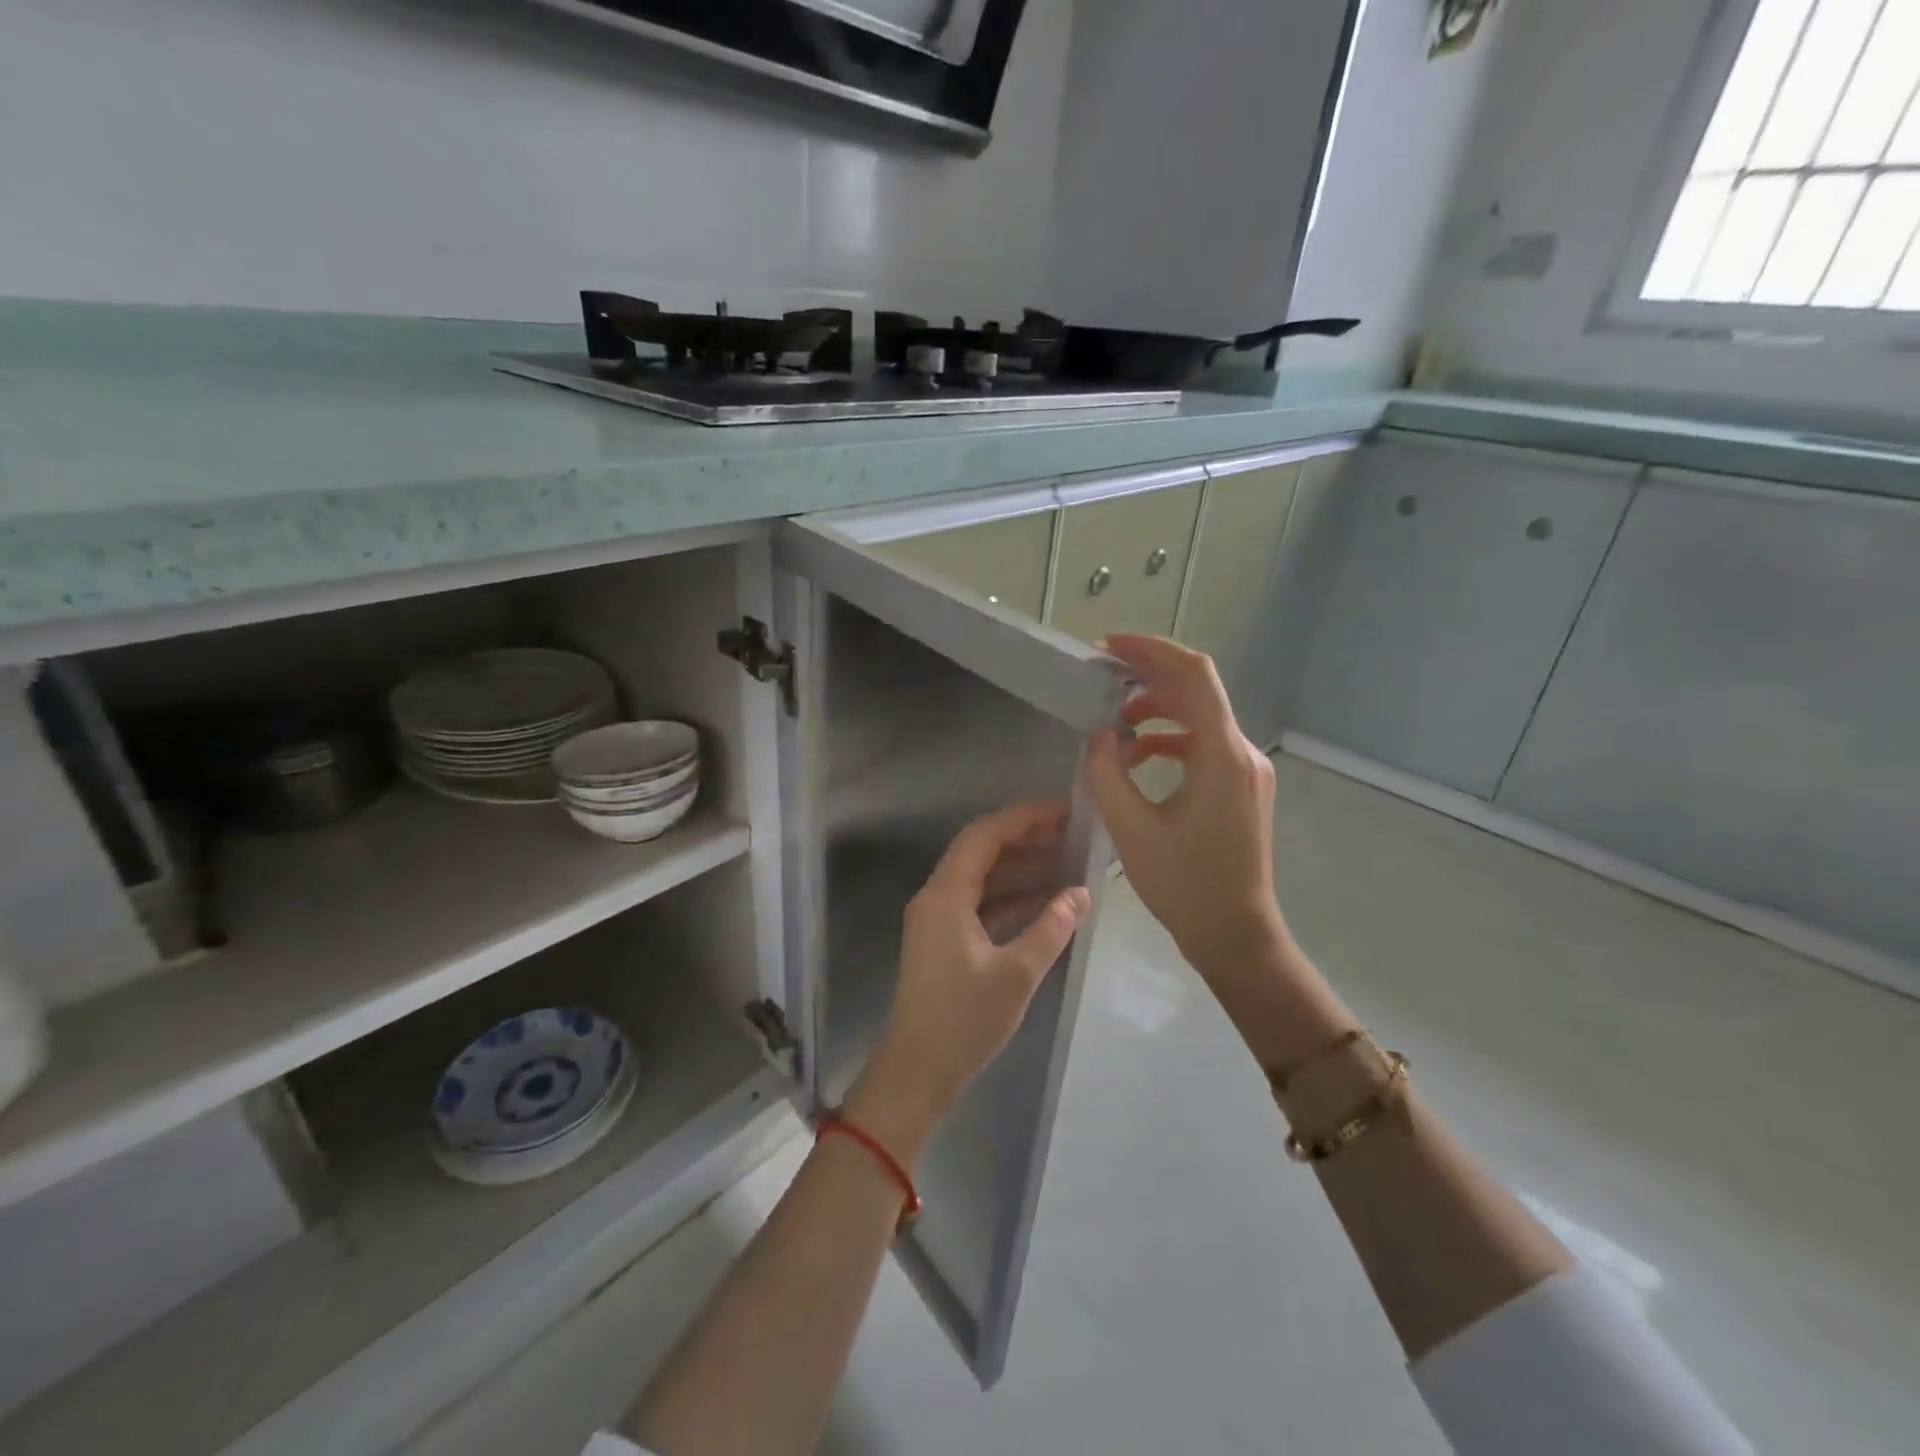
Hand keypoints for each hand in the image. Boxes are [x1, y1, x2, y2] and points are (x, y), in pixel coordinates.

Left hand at [847, 803, 1091, 1168]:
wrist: (917, 1072)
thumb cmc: (964, 1021)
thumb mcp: (1016, 974)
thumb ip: (1051, 928)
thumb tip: (1080, 892)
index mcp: (945, 896)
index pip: (984, 836)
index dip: (1024, 817)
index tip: (1064, 810)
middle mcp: (937, 897)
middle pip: (981, 851)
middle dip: (1025, 837)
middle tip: (1072, 832)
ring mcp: (938, 919)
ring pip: (982, 877)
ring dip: (1020, 866)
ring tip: (1067, 858)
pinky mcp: (945, 940)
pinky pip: (981, 903)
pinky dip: (1011, 897)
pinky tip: (1047, 900)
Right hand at [1085, 635, 1286, 977]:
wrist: (1234, 934)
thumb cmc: (1184, 884)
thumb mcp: (1130, 827)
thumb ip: (1107, 772)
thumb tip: (1100, 736)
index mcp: (1221, 755)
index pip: (1193, 675)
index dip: (1150, 651)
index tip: (1108, 648)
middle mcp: (1241, 752)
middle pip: (1197, 690)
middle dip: (1148, 676)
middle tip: (1102, 676)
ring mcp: (1245, 770)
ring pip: (1199, 716)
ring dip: (1156, 710)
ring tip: (1114, 723)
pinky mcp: (1240, 787)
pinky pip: (1202, 745)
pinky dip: (1168, 740)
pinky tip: (1137, 757)